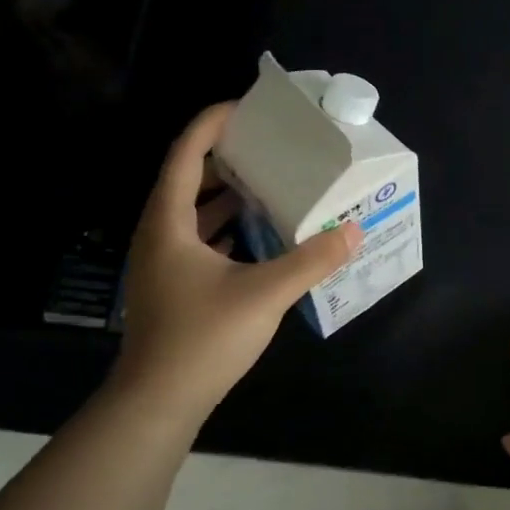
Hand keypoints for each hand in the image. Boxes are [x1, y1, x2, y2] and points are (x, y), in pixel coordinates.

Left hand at [112, 102, 360, 422]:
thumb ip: (310, 260)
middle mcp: (158, 235)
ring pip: (190, 213)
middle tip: (266, 147)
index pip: (185, 153)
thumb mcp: (264, 294)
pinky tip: (255, 236)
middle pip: (186, 178)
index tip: (247, 108)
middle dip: (224, 157)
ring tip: (267, 184)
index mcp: (168, 222)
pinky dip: (223, 229)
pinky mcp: (171, 287)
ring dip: (224, 195)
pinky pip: (196, 240)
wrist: (158, 401)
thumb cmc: (203, 338)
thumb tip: (352, 231)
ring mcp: (161, 263)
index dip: (212, 124)